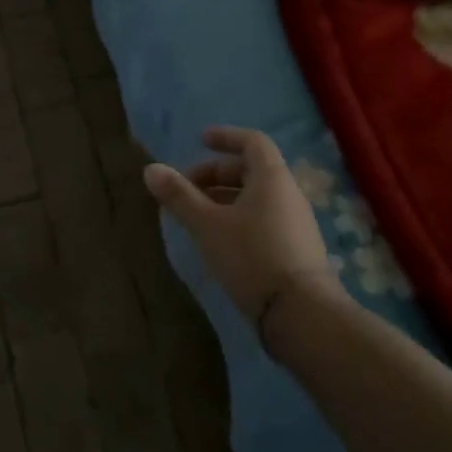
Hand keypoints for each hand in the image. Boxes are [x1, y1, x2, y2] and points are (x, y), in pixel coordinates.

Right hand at [143, 126, 340, 329]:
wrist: (301, 314)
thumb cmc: (251, 256)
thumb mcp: (207, 225)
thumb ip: (179, 196)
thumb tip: (150, 168)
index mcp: (271, 178)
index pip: (252, 142)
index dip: (225, 137)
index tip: (200, 140)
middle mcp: (288, 195)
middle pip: (251, 170)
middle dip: (215, 173)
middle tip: (186, 188)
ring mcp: (295, 223)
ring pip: (256, 197)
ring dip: (224, 198)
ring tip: (195, 216)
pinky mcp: (295, 249)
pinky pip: (263, 219)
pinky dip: (237, 217)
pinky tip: (217, 240)